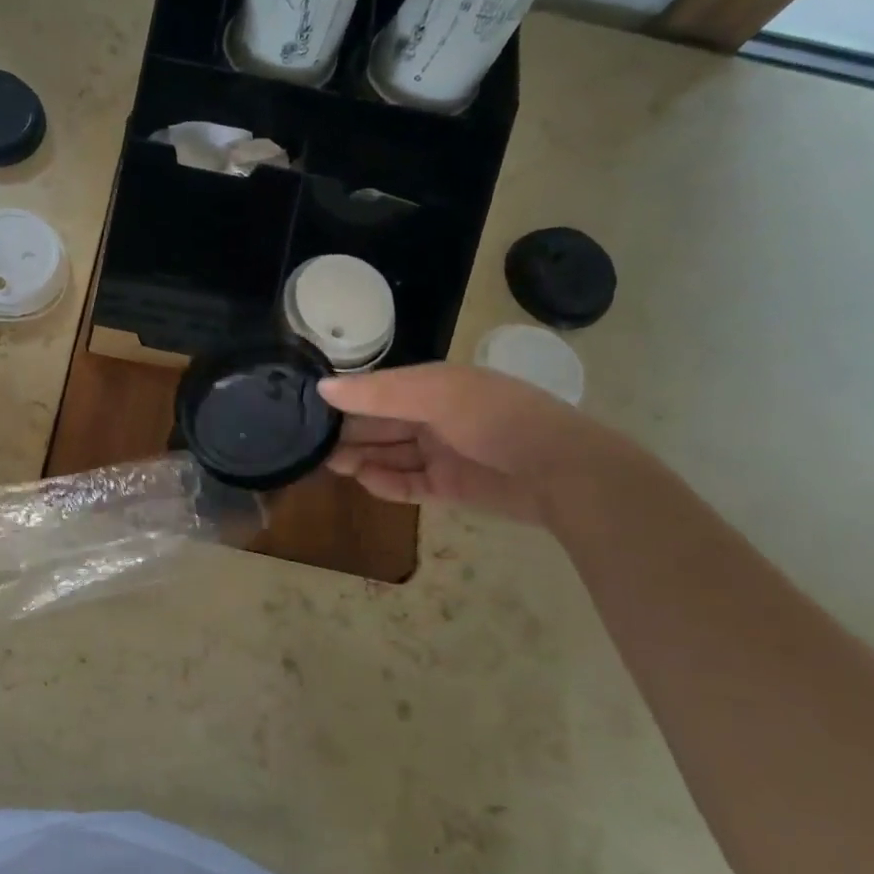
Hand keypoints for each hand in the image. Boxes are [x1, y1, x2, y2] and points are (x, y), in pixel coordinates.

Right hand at [317, 363, 631, 526]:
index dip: (347, 399)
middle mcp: (436, 417)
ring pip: (390, 454)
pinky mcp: (449, 487)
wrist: (562, 474)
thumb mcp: (436, 395)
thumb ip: (378, 394)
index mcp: (435, 386)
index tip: (311, 409)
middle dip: (348, 432)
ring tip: (330, 464)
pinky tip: (364, 481)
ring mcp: (443, 453)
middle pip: (381, 424)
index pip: (379, 390)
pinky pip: (408, 484)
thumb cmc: (496, 419)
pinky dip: (386, 483)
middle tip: (311, 444)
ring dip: (361, 458)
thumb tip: (322, 387)